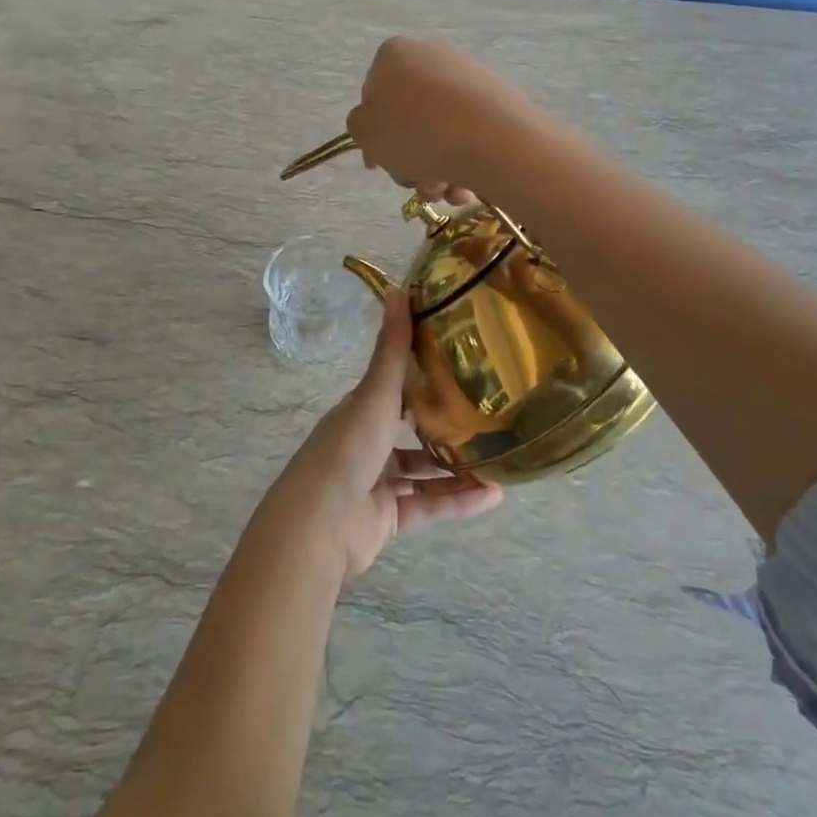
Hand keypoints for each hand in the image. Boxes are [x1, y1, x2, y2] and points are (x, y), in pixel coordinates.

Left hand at [263, 291, 502, 584]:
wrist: (316, 528)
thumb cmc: (345, 451)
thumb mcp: (373, 395)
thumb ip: (392, 349)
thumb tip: (400, 288)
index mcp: (361, 411)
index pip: (396, 387)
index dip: (425, 375)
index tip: (465, 364)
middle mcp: (368, 443)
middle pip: (412, 431)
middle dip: (447, 425)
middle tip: (490, 414)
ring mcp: (378, 483)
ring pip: (425, 472)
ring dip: (458, 466)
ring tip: (499, 457)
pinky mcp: (389, 518)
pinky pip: (430, 506)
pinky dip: (459, 501)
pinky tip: (494, 495)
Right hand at [346, 38, 535, 205]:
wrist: (493, 139)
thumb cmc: (417, 133)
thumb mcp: (367, 133)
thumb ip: (359, 126)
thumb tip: (374, 125)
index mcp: (393, 56)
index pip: (372, 97)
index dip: (372, 136)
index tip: (378, 165)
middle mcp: (431, 55)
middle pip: (407, 117)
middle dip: (407, 158)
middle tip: (414, 183)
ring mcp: (468, 76)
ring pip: (438, 131)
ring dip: (434, 168)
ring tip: (444, 191)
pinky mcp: (497, 98)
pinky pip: (468, 133)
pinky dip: (462, 160)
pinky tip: (465, 185)